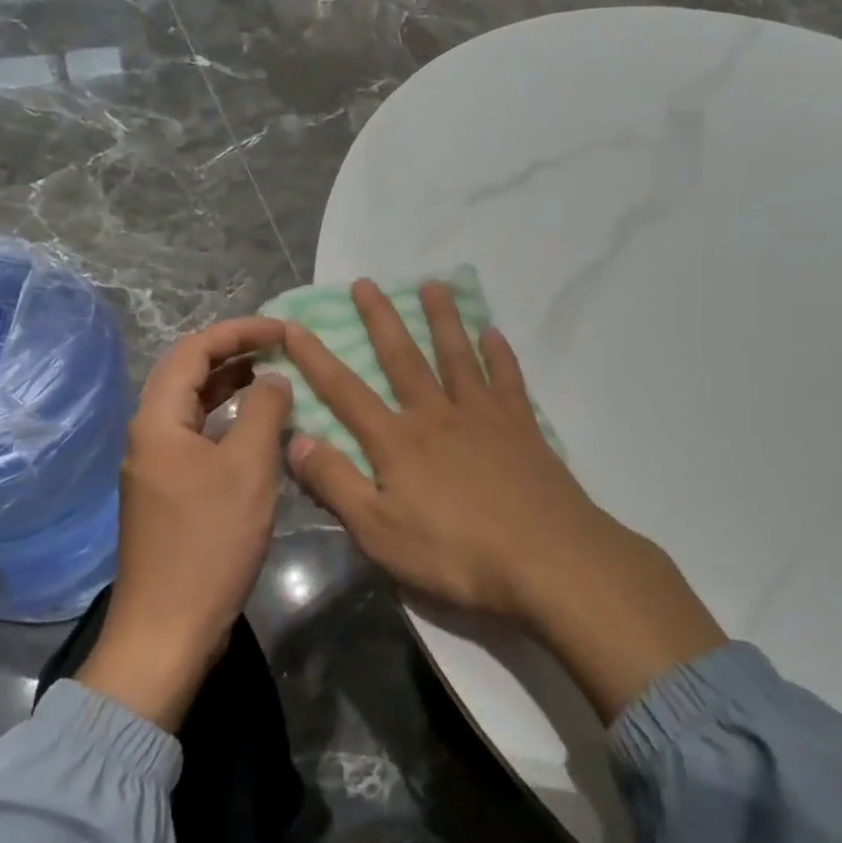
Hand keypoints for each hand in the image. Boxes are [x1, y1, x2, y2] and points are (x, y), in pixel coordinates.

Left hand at [77, 317, 291, 731]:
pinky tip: (259, 431)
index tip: (283, 330)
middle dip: (235, 353)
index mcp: (159, 420)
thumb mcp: (247, 469)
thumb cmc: (208, 543)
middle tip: (281, 348)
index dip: (239, 331)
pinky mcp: (170, 493)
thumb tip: (274, 379)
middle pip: (189, 374)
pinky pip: (200, 439)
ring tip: (275, 378)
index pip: (195, 349)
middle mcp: (150, 435)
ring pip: (195, 408)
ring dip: (232, 388)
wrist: (167, 630)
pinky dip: (229, 424)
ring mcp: (157, 466)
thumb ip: (264, 412)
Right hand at [283, 280, 725, 719]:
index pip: (345, 393)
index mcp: (397, 442)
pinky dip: (499, 353)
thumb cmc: (456, 554)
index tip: (296, 326)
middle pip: (403, 358)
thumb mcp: (379, 531)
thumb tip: (294, 439)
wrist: (547, 560)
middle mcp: (436, 415)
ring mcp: (483, 417)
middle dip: (380, 319)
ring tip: (433, 284)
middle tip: (366, 282)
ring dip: (442, 319)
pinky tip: (494, 332)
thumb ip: (335, 483)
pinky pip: (508, 379)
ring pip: (457, 355)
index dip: (316, 360)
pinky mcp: (522, 427)